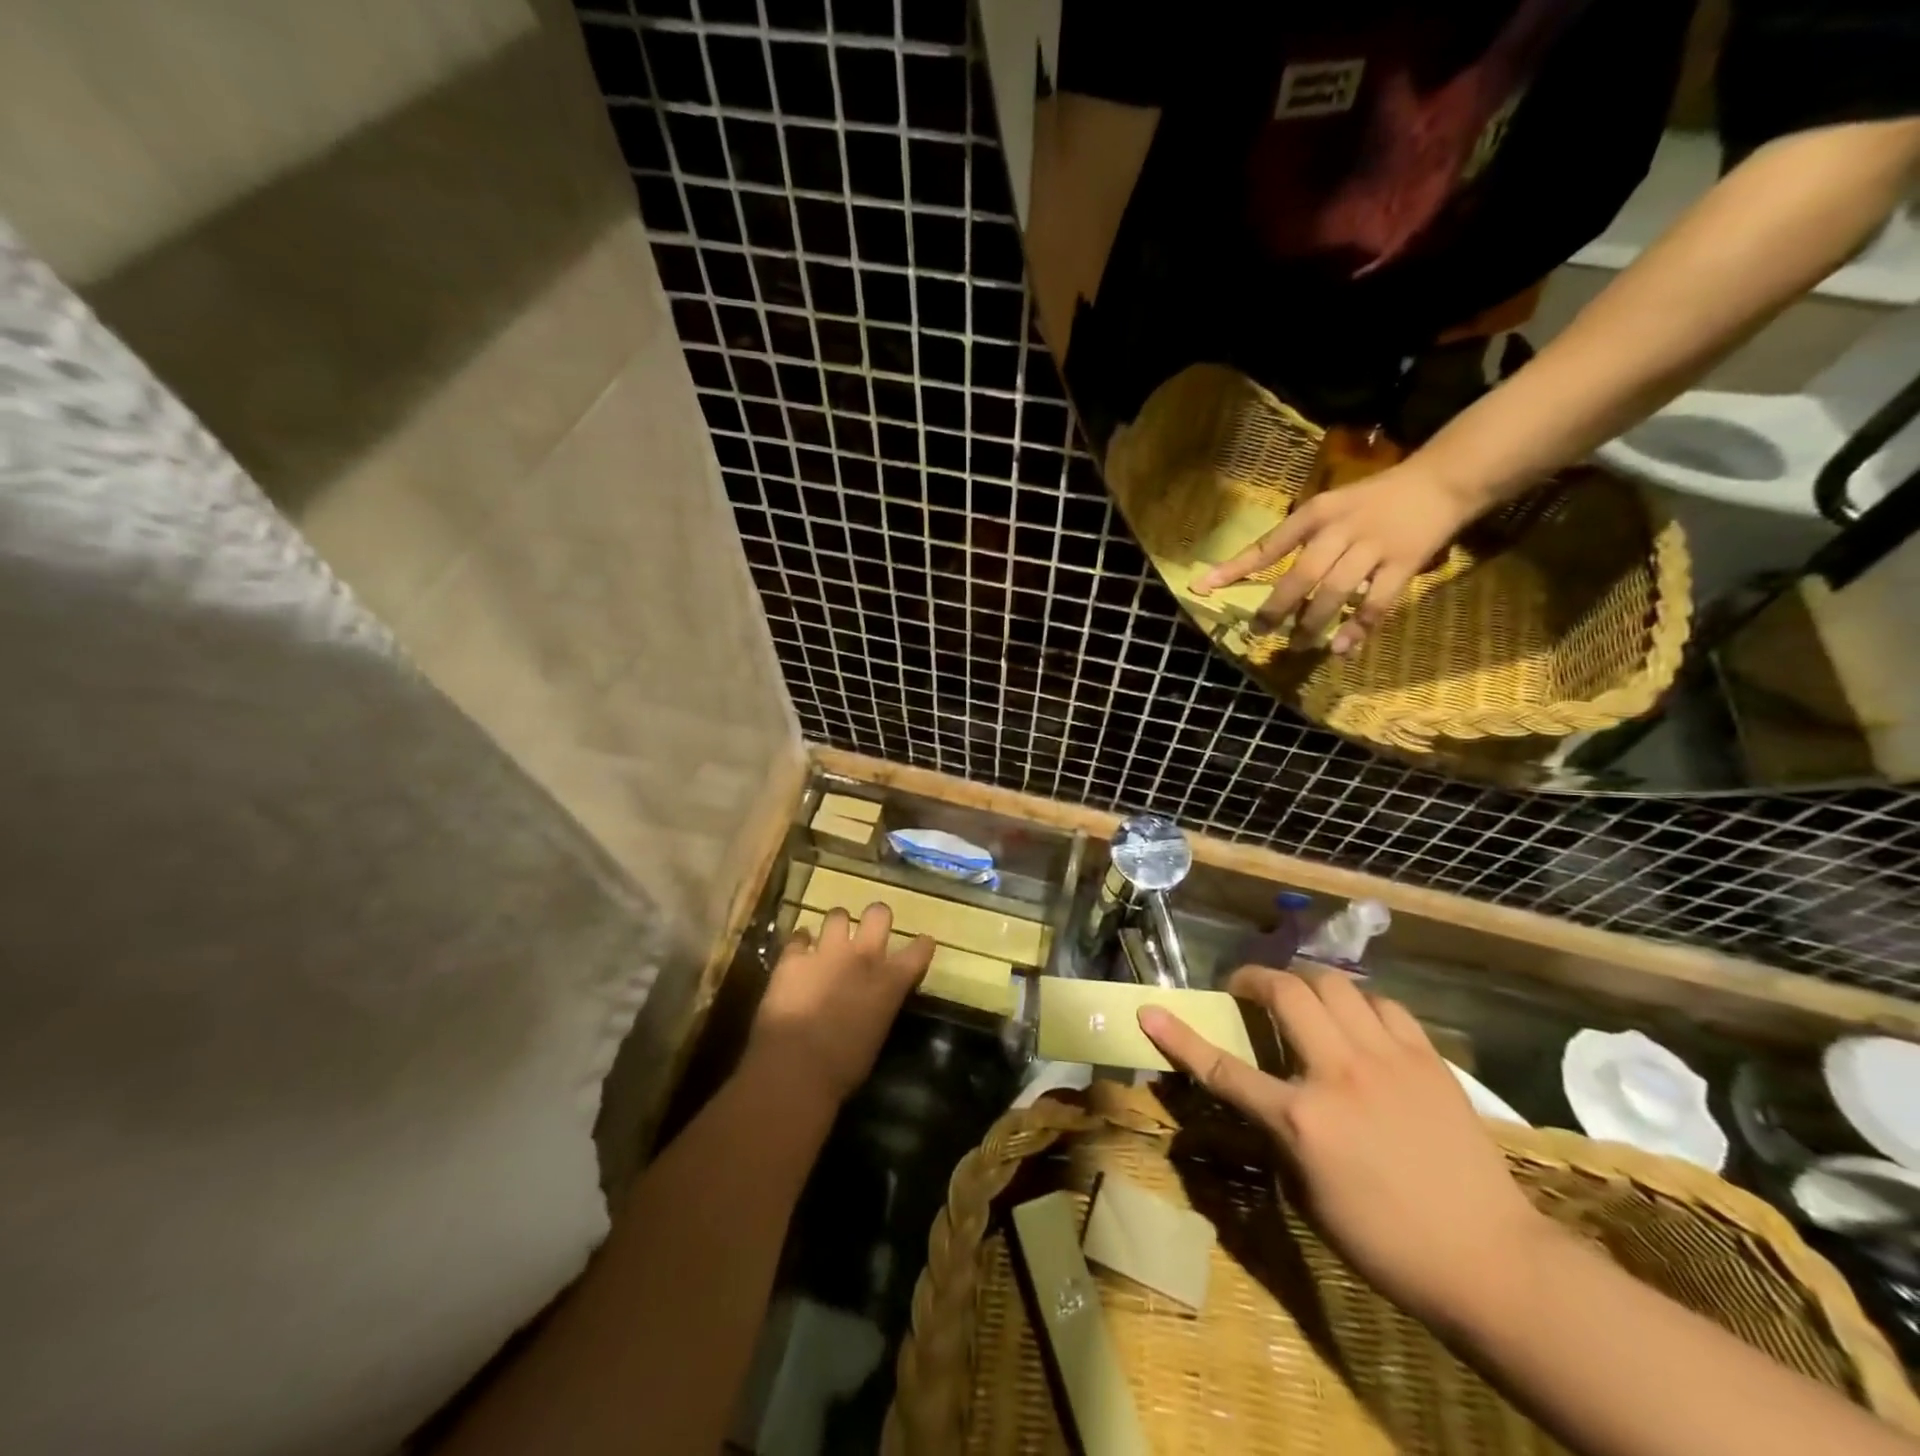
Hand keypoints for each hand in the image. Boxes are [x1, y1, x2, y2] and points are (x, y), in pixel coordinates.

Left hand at [747, 906, 934, 1104]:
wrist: (794, 1068)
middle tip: (871, 930)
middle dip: (877, 917)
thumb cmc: (844, 1066)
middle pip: (878, 914)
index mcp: (889, 982)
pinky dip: (800, 943)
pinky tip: (799, 952)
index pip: (919, 950)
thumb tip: (876, 1001)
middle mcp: (862, 957)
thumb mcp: (876, 1034)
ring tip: (832, 938)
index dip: (921, 945)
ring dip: (837, 926)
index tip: (922, 944)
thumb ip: (880, 1006)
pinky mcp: (792, 959)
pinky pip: (798, 937)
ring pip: (837, 915)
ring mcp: (825, 953)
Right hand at [1139, 966, 1557, 1329]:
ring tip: (1303, 997)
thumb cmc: (1387, 1242)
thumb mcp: (1310, 1195)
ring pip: (1336, 984)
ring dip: (1307, 982)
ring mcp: (1388, 1060)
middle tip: (1246, 989)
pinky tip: (1360, 1022)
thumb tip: (1264, 1097)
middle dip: (1254, 978)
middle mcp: (1339, 1074)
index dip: (1179, 1037)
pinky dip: (1360, 1004)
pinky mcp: (1428, 1060)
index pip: (1223, 1068)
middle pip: (1286, 992)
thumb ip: (1281, 1134)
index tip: (1150, 1011)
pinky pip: (1384, 1006)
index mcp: (1302, 1119)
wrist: (1492, 1262)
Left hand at [1191, 464, 1482, 654]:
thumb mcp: (1329, 507)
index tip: (1204, 587)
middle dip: (1276, 607)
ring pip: (1335, 591)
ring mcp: (1374, 546)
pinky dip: (1358, 627)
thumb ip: (1297, 538)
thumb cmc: (1375, 499)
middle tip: (1259, 631)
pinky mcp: (1404, 563)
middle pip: (1301, 574)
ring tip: (1295, 644)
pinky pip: (1377, 602)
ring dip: (1312, 622)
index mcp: (1316, 513)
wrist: (1442, 479)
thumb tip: (1252, 571)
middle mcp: (1340, 529)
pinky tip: (1342, 649)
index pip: (1268, 544)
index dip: (1235, 567)